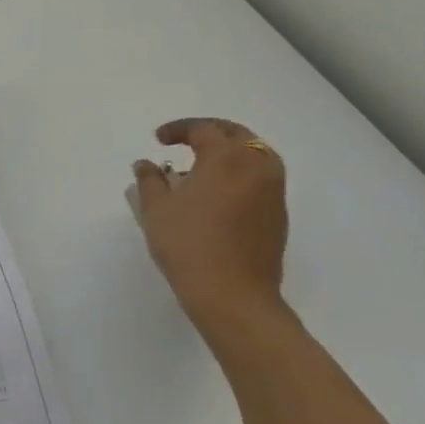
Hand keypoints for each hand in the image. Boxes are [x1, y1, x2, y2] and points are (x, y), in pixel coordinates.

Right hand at [133, 118, 288, 338]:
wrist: (232, 295)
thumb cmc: (188, 245)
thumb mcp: (156, 209)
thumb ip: (149, 180)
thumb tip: (145, 164)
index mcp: (226, 158)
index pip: (203, 129)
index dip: (178, 129)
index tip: (158, 141)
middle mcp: (256, 166)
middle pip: (237, 135)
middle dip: (210, 132)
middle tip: (187, 141)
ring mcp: (273, 191)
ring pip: (256, 155)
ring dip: (231, 152)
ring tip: (205, 167)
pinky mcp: (278, 215)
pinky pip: (262, 179)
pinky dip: (242, 174)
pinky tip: (220, 194)